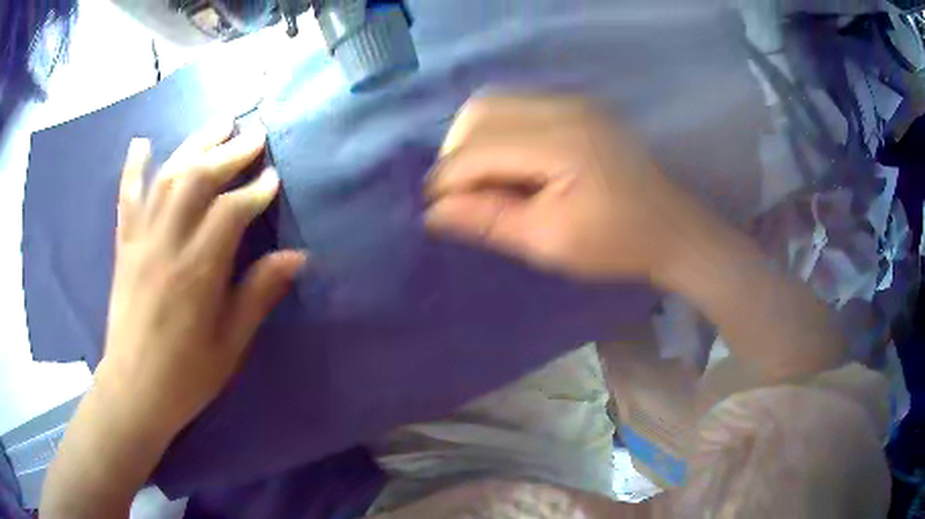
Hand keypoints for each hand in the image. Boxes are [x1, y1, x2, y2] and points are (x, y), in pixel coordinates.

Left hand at [99, 120, 306, 435]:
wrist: (134, 390)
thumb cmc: (187, 376)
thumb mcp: (230, 345)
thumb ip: (258, 294)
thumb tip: (297, 256)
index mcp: (197, 272)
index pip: (230, 212)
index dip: (255, 190)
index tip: (274, 176)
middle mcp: (166, 245)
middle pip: (198, 180)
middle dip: (229, 152)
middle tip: (255, 134)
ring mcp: (140, 241)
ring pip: (167, 178)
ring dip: (194, 144)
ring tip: (219, 124)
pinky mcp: (124, 247)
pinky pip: (126, 198)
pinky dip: (134, 167)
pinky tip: (142, 142)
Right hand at [425, 95, 688, 280]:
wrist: (671, 227)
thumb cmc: (617, 244)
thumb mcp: (549, 242)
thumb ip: (488, 221)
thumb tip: (433, 212)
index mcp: (561, 143)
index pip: (479, 148)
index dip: (448, 180)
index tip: (436, 210)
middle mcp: (563, 107)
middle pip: (480, 111)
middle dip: (456, 153)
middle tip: (462, 194)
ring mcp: (572, 100)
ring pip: (494, 103)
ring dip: (474, 140)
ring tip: (483, 181)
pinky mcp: (575, 105)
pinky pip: (517, 106)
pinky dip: (497, 132)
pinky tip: (508, 164)